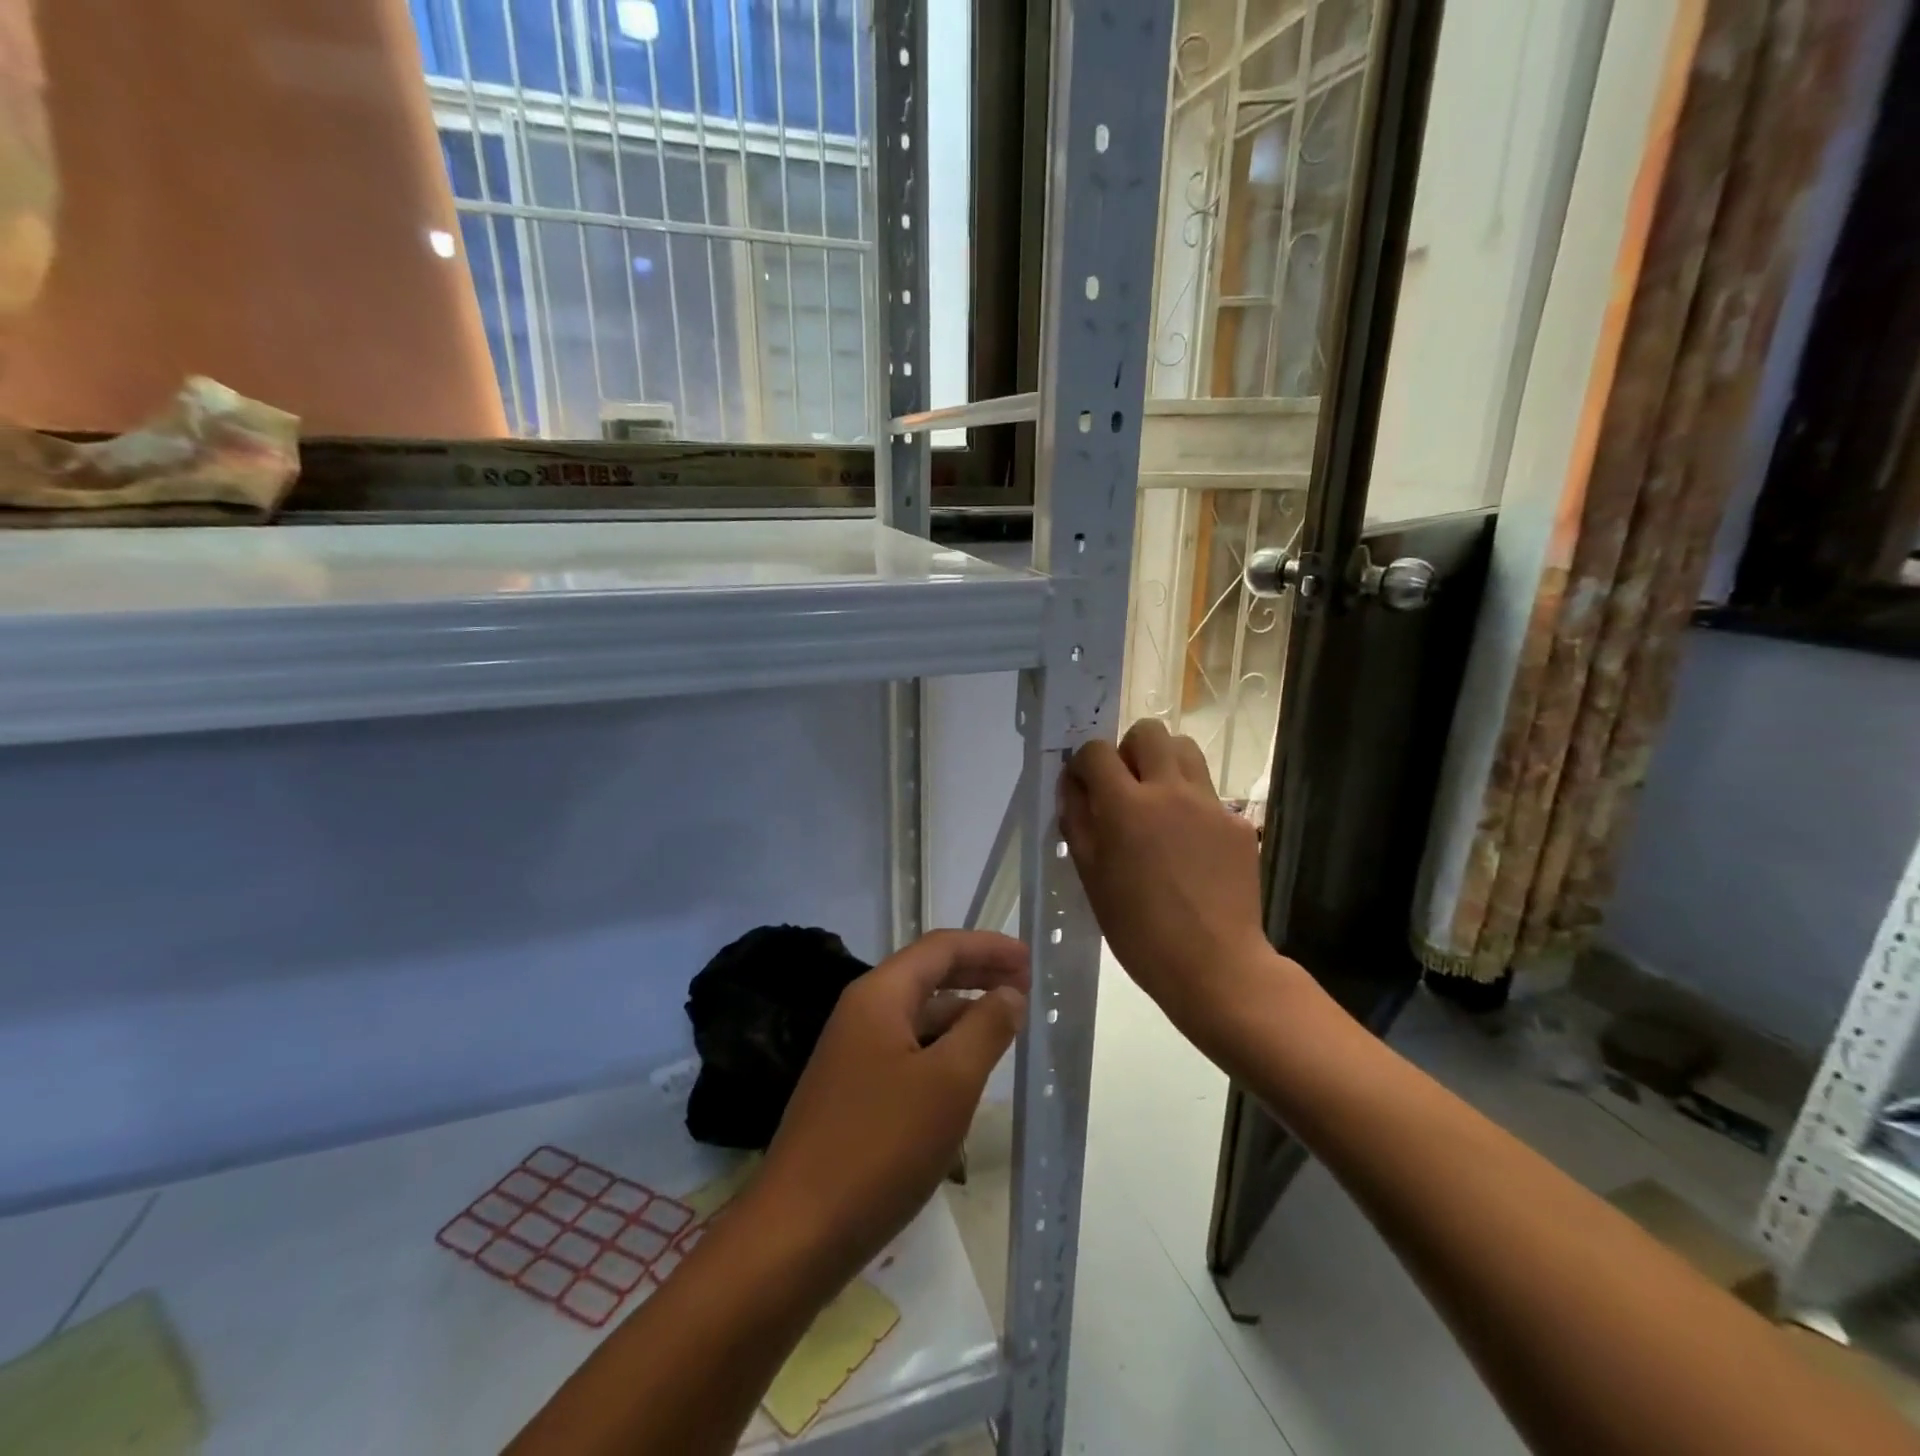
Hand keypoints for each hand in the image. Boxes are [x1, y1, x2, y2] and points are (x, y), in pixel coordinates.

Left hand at [752, 930, 1028, 1283]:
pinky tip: (967, 1073)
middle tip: (1027, 985)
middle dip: (978, 973)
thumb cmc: (880, 1147)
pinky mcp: (853, 1092)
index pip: (940, 947)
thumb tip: (1010, 992)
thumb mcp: (948, 1083)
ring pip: (918, 1016)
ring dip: (963, 1013)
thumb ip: (985, 1028)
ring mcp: (853, 1054)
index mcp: (879, 995)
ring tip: (1007, 1026)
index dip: (988, 946)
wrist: (796, 1234)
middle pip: (928, 975)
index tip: (1031, 958)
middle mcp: (861, 1012)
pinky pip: (908, 1051)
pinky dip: (943, 1049)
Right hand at [1059, 720, 1281, 1045]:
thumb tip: (1073, 788)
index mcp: (1126, 806)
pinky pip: (1209, 794)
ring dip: (1165, 764)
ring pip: (1186, 750)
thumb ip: (1078, 824)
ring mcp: (1210, 804)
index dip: (1084, 764)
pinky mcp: (1238, 822)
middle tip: (1125, 788)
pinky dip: (1192, 806)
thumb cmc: (1139, 931)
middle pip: (1149, 732)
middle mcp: (1170, 791)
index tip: (1084, 787)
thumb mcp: (1092, 878)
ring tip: (1158, 805)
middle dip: (1129, 750)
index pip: (1096, 750)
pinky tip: (1191, 848)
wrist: (1215, 966)